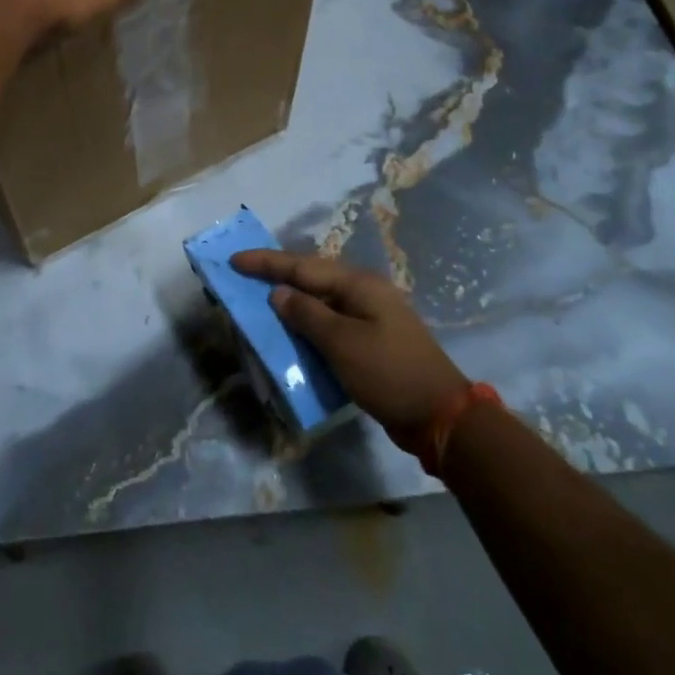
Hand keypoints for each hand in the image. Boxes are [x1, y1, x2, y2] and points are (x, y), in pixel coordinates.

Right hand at [231, 250, 467, 444]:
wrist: (440, 415)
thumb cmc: (388, 373)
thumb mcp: (342, 343)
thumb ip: (307, 314)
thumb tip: (278, 293)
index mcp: (358, 285)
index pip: (302, 266)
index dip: (266, 262)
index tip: (235, 259)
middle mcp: (364, 293)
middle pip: (312, 277)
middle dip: (277, 275)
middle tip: (244, 275)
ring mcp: (370, 316)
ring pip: (320, 300)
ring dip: (291, 300)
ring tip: (260, 300)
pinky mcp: (371, 339)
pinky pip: (330, 322)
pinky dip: (307, 323)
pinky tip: (291, 331)